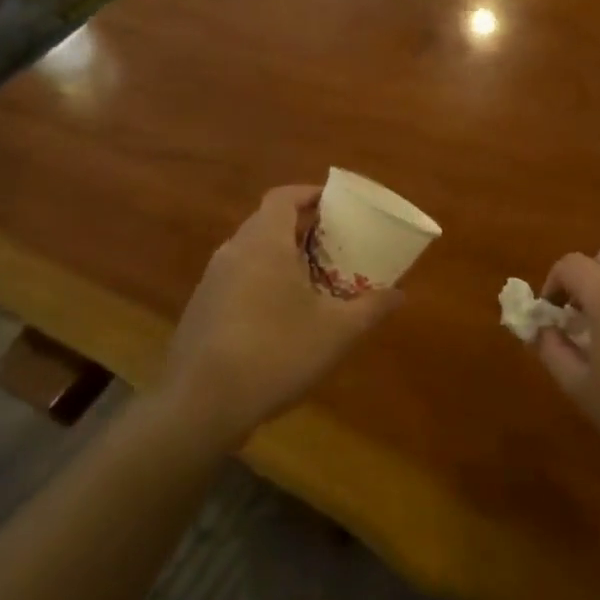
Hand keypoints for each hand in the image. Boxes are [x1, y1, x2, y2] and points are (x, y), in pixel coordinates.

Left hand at [160, 186, 402, 444]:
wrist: (200, 405)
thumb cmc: (276, 353)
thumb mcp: (337, 332)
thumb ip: (371, 307)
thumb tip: (400, 294)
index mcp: (264, 242)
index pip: (283, 197)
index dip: (309, 194)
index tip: (335, 205)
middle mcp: (233, 252)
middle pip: (267, 222)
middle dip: (301, 227)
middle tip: (333, 244)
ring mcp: (211, 281)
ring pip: (250, 253)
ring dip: (280, 257)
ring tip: (312, 280)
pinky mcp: (200, 310)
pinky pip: (237, 280)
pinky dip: (261, 282)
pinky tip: (280, 318)